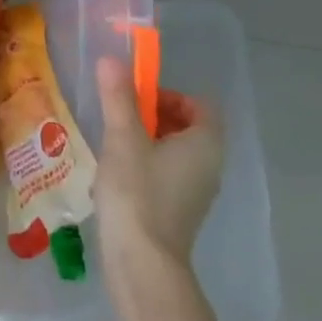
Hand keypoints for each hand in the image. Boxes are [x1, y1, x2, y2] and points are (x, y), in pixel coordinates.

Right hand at [92, 55, 223, 271]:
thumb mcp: (122, 138)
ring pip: (175, 152)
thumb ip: (118, 98)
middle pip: (187, 126)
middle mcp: (210, 165)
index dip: (168, 94)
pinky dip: (146, 166)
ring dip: (146, 141)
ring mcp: (197, 191)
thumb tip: (111, 59)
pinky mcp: (180, 210)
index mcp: (205, 143)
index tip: (136, 99)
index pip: (200, 104)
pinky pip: (168, 174)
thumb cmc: (137, 192)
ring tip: (111, 145)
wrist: (142, 261)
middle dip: (153, 115)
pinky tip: (115, 177)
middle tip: (118, 119)